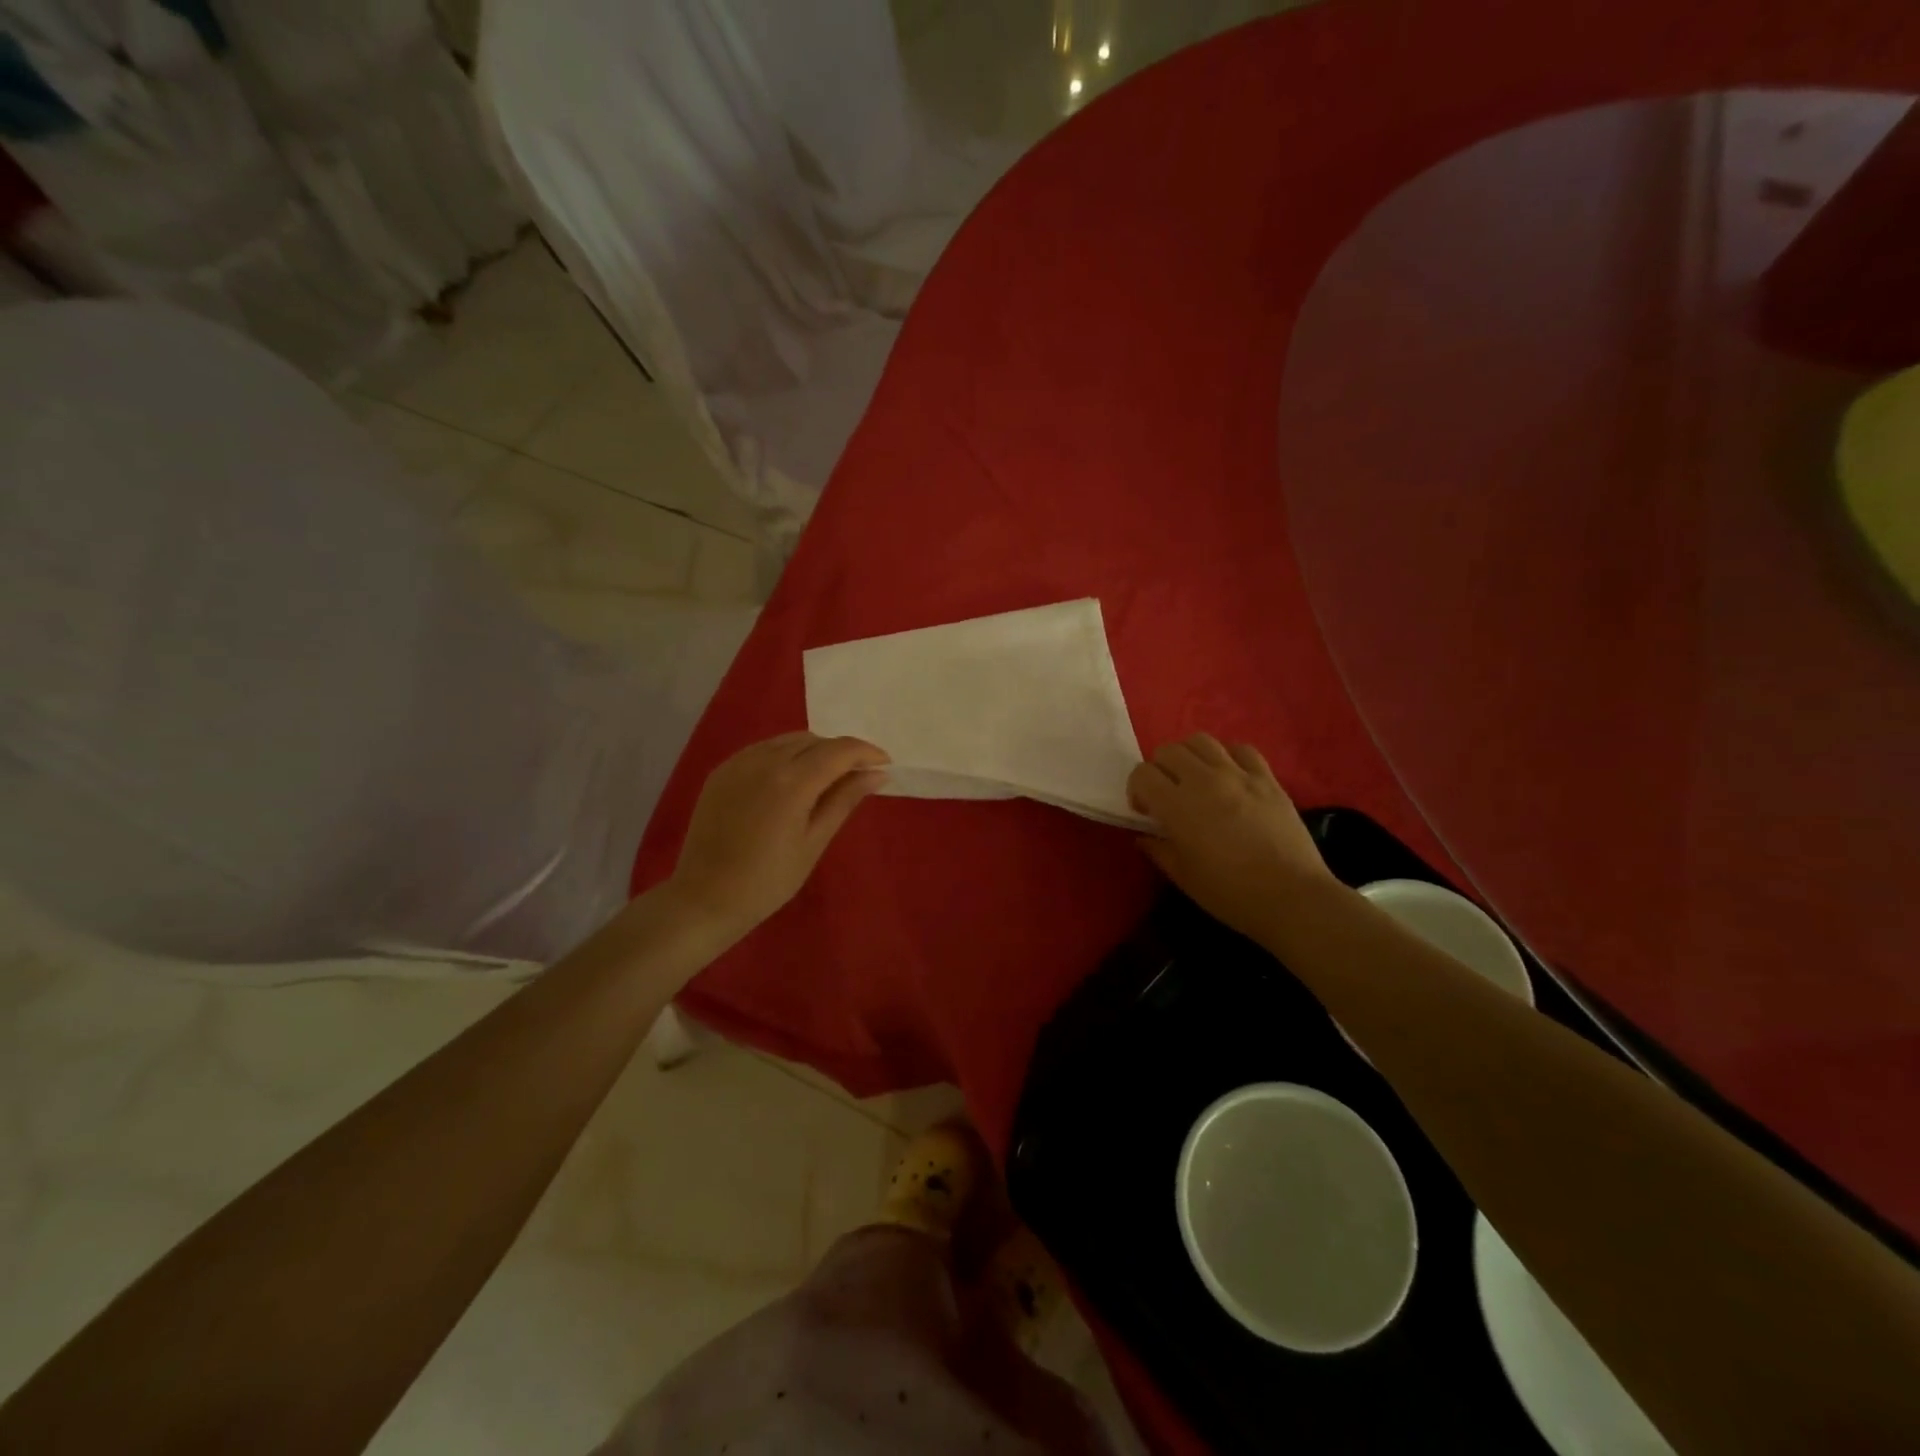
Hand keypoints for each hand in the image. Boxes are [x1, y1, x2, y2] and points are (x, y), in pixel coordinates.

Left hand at [662, 732, 889, 945]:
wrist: (705, 898)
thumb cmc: (768, 880)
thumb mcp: (814, 842)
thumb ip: (845, 800)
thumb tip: (877, 774)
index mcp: (792, 782)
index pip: (840, 750)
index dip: (867, 753)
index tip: (885, 765)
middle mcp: (765, 761)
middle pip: (815, 740)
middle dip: (841, 752)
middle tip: (856, 778)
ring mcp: (739, 762)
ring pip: (788, 740)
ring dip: (814, 751)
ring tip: (825, 779)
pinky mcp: (723, 771)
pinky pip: (763, 749)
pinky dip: (785, 755)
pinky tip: (790, 781)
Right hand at [1127, 733, 1335, 940]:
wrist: (1291, 896)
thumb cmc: (1230, 892)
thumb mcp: (1183, 877)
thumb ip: (1159, 850)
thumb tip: (1144, 836)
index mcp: (1177, 806)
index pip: (1142, 774)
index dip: (1136, 790)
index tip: (1146, 811)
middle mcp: (1204, 780)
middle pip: (1168, 751)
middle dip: (1159, 769)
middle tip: (1168, 794)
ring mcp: (1239, 775)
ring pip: (1201, 741)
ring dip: (1190, 756)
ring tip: (1196, 779)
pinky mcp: (1267, 779)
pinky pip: (1242, 749)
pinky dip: (1228, 755)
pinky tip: (1229, 775)